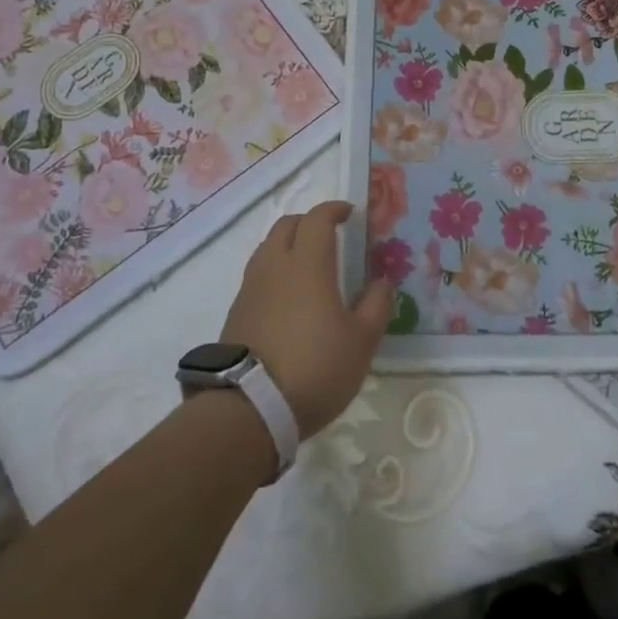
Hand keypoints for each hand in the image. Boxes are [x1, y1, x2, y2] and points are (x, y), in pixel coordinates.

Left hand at [218, 201, 391, 440]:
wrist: (249, 408)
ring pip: (267, 248)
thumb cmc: (315, 367)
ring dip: (287, 245)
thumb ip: (376, 305)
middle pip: (287, 225)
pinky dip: (274, 272)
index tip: (348, 213)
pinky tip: (287, 298)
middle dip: (308, 222)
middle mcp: (274, 266)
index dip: (333, 210)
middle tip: (328, 234)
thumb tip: (381, 281)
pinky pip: (257, 276)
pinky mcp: (236, 312)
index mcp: (307, 264)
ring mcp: (250, 288)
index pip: (317, 219)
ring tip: (307, 265)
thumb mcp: (361, 342)